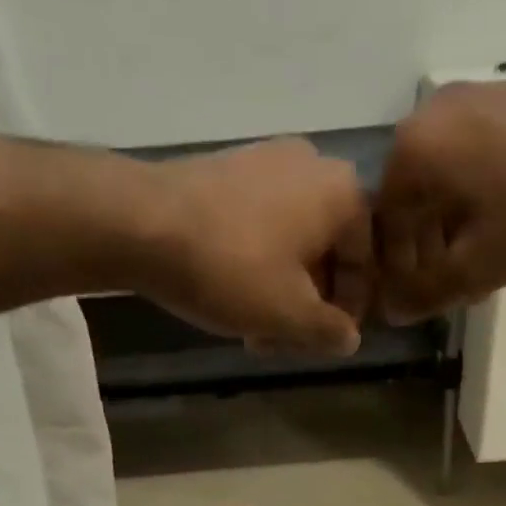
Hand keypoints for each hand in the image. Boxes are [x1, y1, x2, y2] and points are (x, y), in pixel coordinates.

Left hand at [139, 137, 371, 354]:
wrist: (140, 222)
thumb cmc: (232, 268)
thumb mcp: (289, 314)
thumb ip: (329, 331)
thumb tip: (349, 339)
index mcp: (344, 193)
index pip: (365, 264)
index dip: (351, 312)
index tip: (326, 344)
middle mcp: (314, 166)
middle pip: (326, 252)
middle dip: (310, 305)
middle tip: (287, 343)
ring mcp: (267, 161)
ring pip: (292, 242)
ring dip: (282, 291)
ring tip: (256, 331)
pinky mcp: (227, 170)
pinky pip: (261, 225)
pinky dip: (258, 264)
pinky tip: (233, 297)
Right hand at [375, 82, 505, 322]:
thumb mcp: (480, 265)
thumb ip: (427, 292)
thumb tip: (392, 310)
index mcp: (412, 150)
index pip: (384, 225)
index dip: (398, 272)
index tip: (420, 301)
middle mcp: (430, 114)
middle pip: (413, 200)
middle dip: (428, 251)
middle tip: (453, 289)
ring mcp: (473, 99)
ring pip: (445, 181)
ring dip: (454, 229)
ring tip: (482, 266)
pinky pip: (474, 158)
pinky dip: (478, 199)